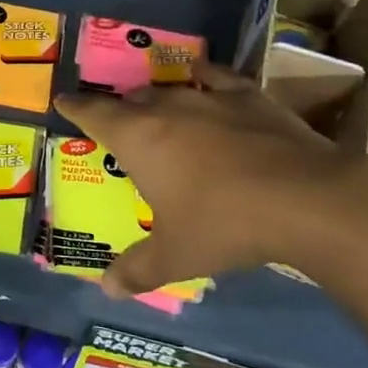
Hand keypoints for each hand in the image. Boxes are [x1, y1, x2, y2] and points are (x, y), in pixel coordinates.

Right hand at [54, 59, 365, 299]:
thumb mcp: (176, 257)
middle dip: (121, 109)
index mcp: (138, 138)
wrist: (303, 199)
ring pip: (171, 88)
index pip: (94, 114)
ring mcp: (210, 97)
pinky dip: (205, 76)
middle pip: (132, 100)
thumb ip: (137, 270)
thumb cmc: (224, 225)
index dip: (75, 107)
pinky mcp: (249, 96)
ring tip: (156, 106)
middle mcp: (167, 108)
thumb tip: (106, 290)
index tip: (63, 99)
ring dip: (159, 96)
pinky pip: (217, 77)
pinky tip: (206, 78)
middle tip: (118, 122)